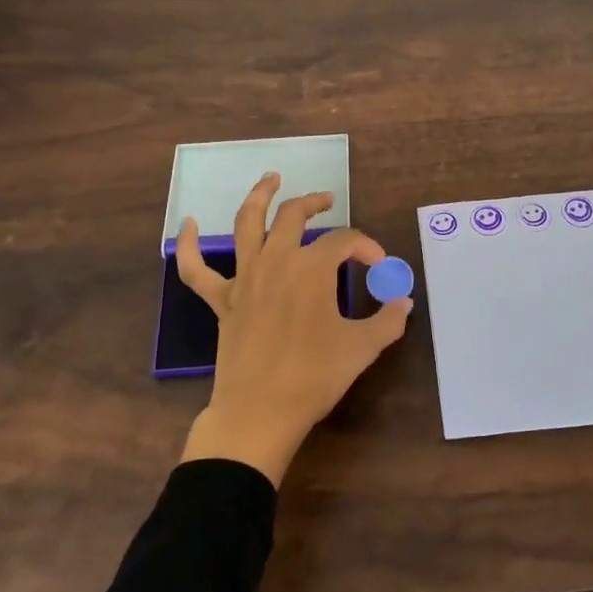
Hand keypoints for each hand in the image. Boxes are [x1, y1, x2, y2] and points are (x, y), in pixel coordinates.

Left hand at [175, 172, 412, 483]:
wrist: (260, 412)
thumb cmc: (314, 377)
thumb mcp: (362, 348)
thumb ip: (388, 320)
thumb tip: (404, 303)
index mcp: (312, 268)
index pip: (345, 242)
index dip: (366, 248)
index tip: (379, 266)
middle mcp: (277, 261)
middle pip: (294, 216)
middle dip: (314, 203)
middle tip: (327, 200)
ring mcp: (245, 278)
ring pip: (247, 223)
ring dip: (259, 196)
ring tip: (271, 179)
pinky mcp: (222, 300)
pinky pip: (196, 269)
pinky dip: (188, 245)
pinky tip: (188, 223)